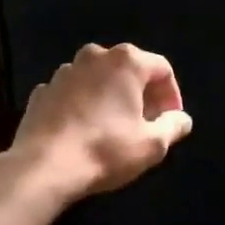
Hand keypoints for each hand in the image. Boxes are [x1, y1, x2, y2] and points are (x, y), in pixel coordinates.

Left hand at [10, 43, 193, 201]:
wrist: (42, 168)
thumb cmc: (105, 150)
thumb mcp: (151, 145)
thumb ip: (173, 127)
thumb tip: (182, 119)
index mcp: (126, 61)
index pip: (162, 69)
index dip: (172, 94)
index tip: (171, 120)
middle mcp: (95, 56)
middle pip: (129, 69)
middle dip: (141, 93)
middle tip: (146, 123)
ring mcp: (64, 71)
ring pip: (98, 78)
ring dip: (110, 96)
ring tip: (114, 126)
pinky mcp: (42, 91)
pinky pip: (72, 92)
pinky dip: (82, 105)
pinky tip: (83, 130)